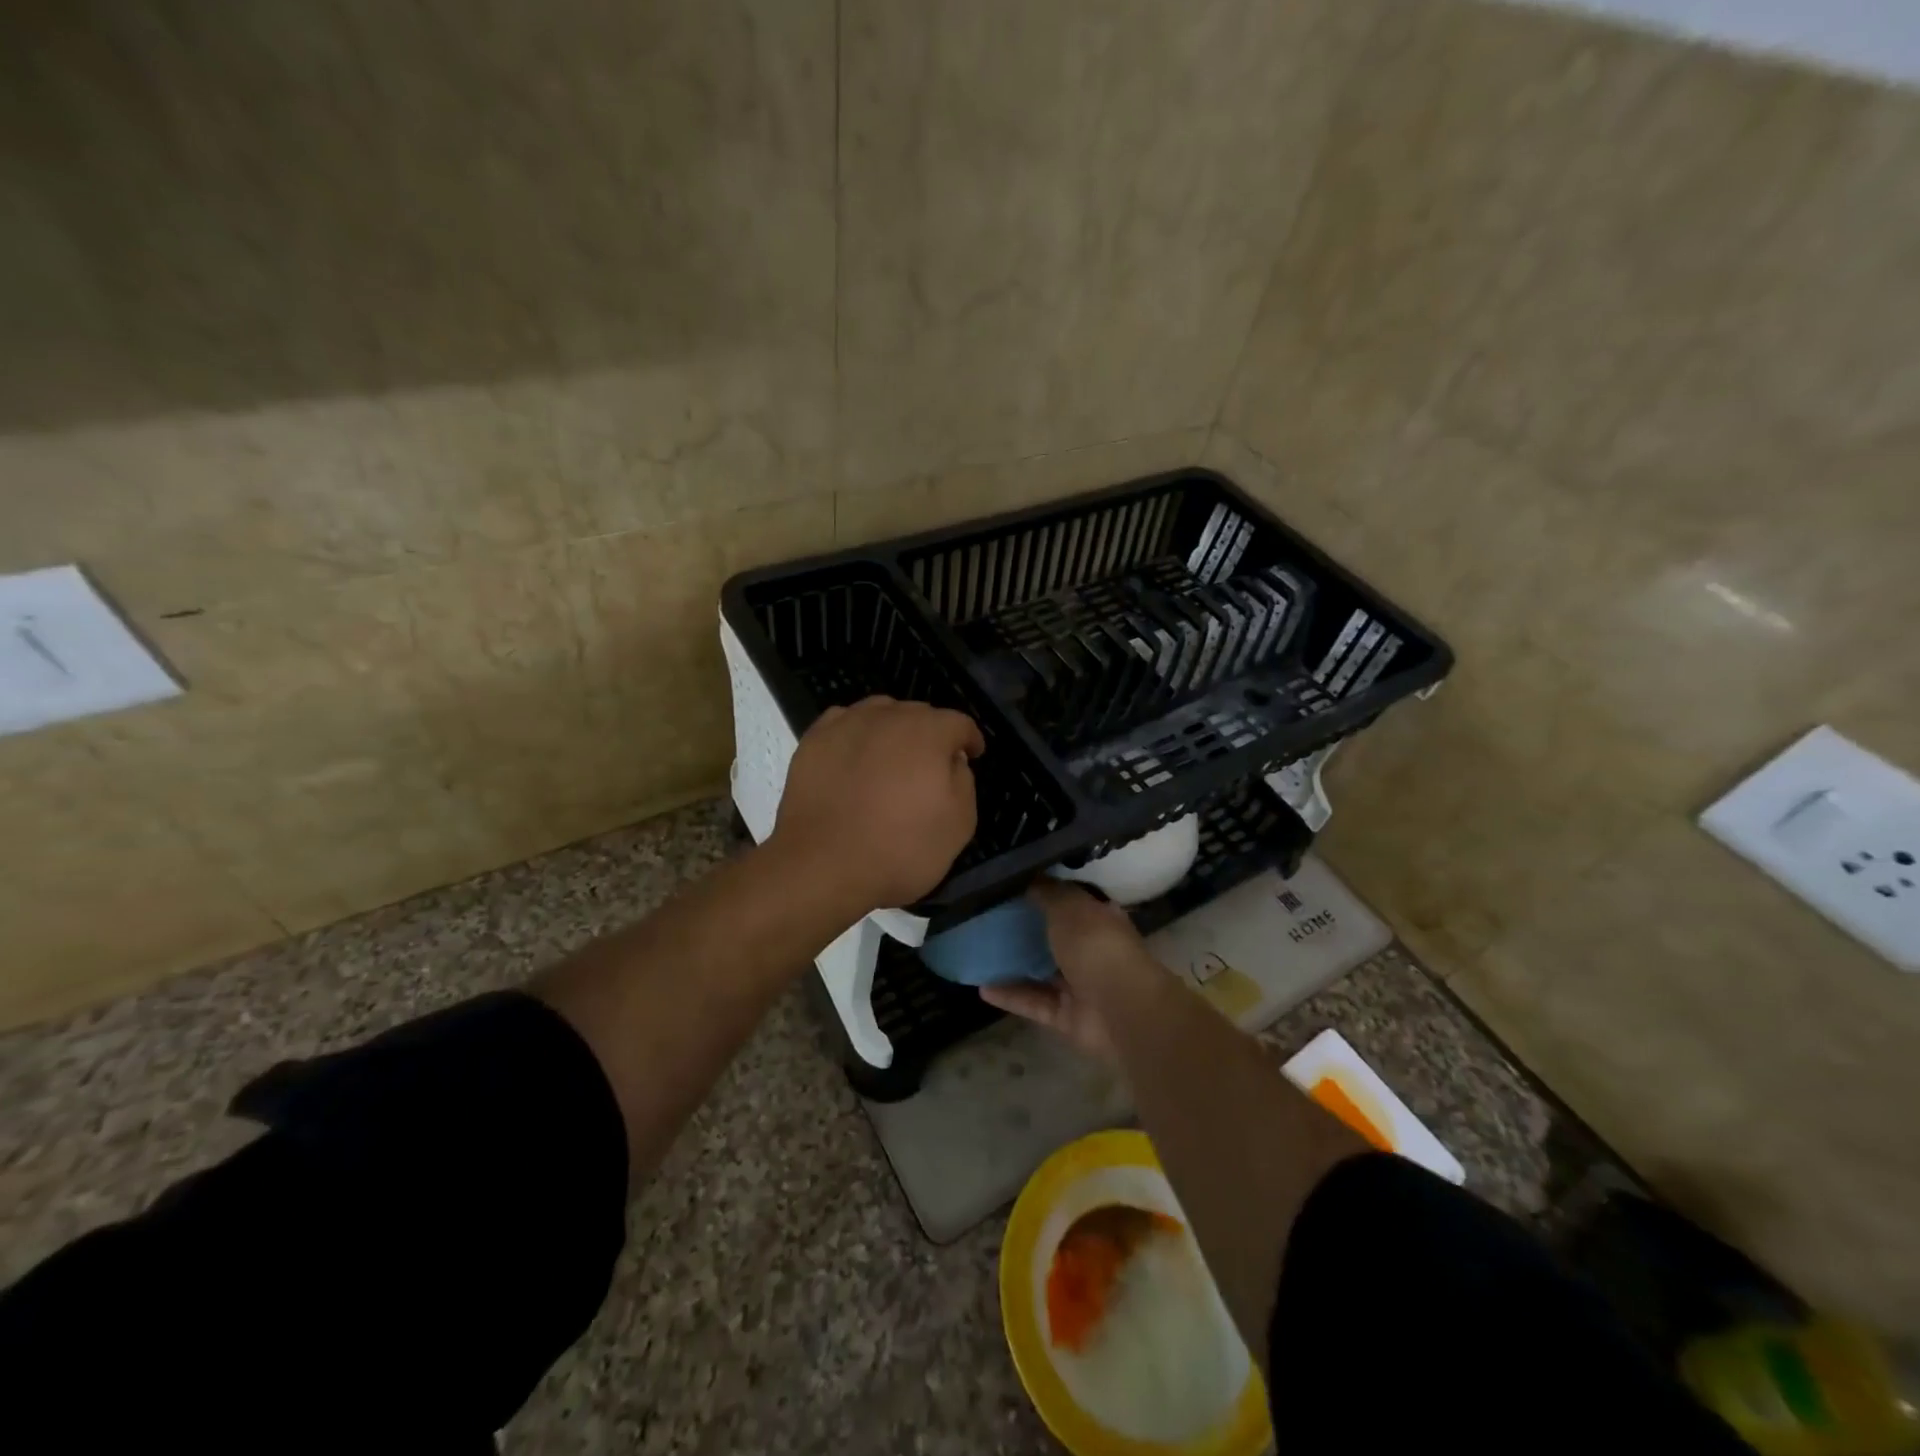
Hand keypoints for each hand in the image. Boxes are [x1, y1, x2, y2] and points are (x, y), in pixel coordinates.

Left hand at [770, 695, 984, 913]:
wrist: (822, 866)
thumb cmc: (900, 849)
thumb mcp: (958, 825)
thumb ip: (964, 782)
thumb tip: (952, 761)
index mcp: (928, 732)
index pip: (959, 723)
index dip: (969, 739)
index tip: (972, 755)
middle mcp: (888, 717)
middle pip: (918, 714)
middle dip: (931, 733)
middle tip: (932, 763)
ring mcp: (846, 725)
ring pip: (879, 713)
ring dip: (893, 729)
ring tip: (891, 757)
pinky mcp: (814, 741)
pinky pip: (844, 724)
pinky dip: (856, 735)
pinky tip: (855, 757)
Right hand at [979, 880, 1155, 1060]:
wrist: (1121, 1009)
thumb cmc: (1096, 946)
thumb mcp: (1068, 906)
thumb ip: (1046, 892)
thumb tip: (1028, 876)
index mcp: (1097, 918)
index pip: (1069, 900)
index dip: (1043, 891)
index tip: (1010, 885)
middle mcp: (1089, 949)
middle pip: (1052, 936)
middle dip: (1024, 928)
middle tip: (985, 918)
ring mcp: (1079, 985)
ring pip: (1040, 971)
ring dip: (1013, 964)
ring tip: (977, 952)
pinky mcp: (1066, 1015)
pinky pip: (1033, 1002)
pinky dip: (1010, 996)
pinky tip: (981, 987)